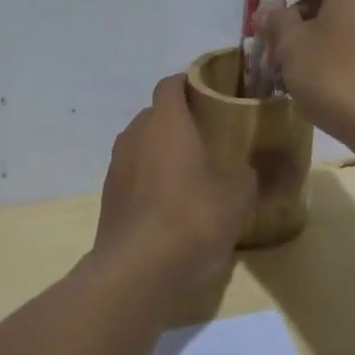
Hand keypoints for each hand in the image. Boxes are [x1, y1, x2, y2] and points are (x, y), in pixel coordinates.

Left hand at [95, 75, 256, 300]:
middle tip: (209, 136)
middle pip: (156, 115)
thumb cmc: (192, 218)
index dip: (190, 83)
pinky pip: (134, 175)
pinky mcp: (109, 198)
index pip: (171, 84)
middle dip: (179, 121)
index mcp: (165, 122)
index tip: (212, 92)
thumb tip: (245, 169)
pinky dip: (151, 181)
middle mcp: (135, 135)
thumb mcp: (237, 196)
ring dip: (163, 152)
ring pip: (142, 145)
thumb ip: (245, 174)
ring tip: (192, 172)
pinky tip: (172, 205)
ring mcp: (116, 167)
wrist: (137, 271)